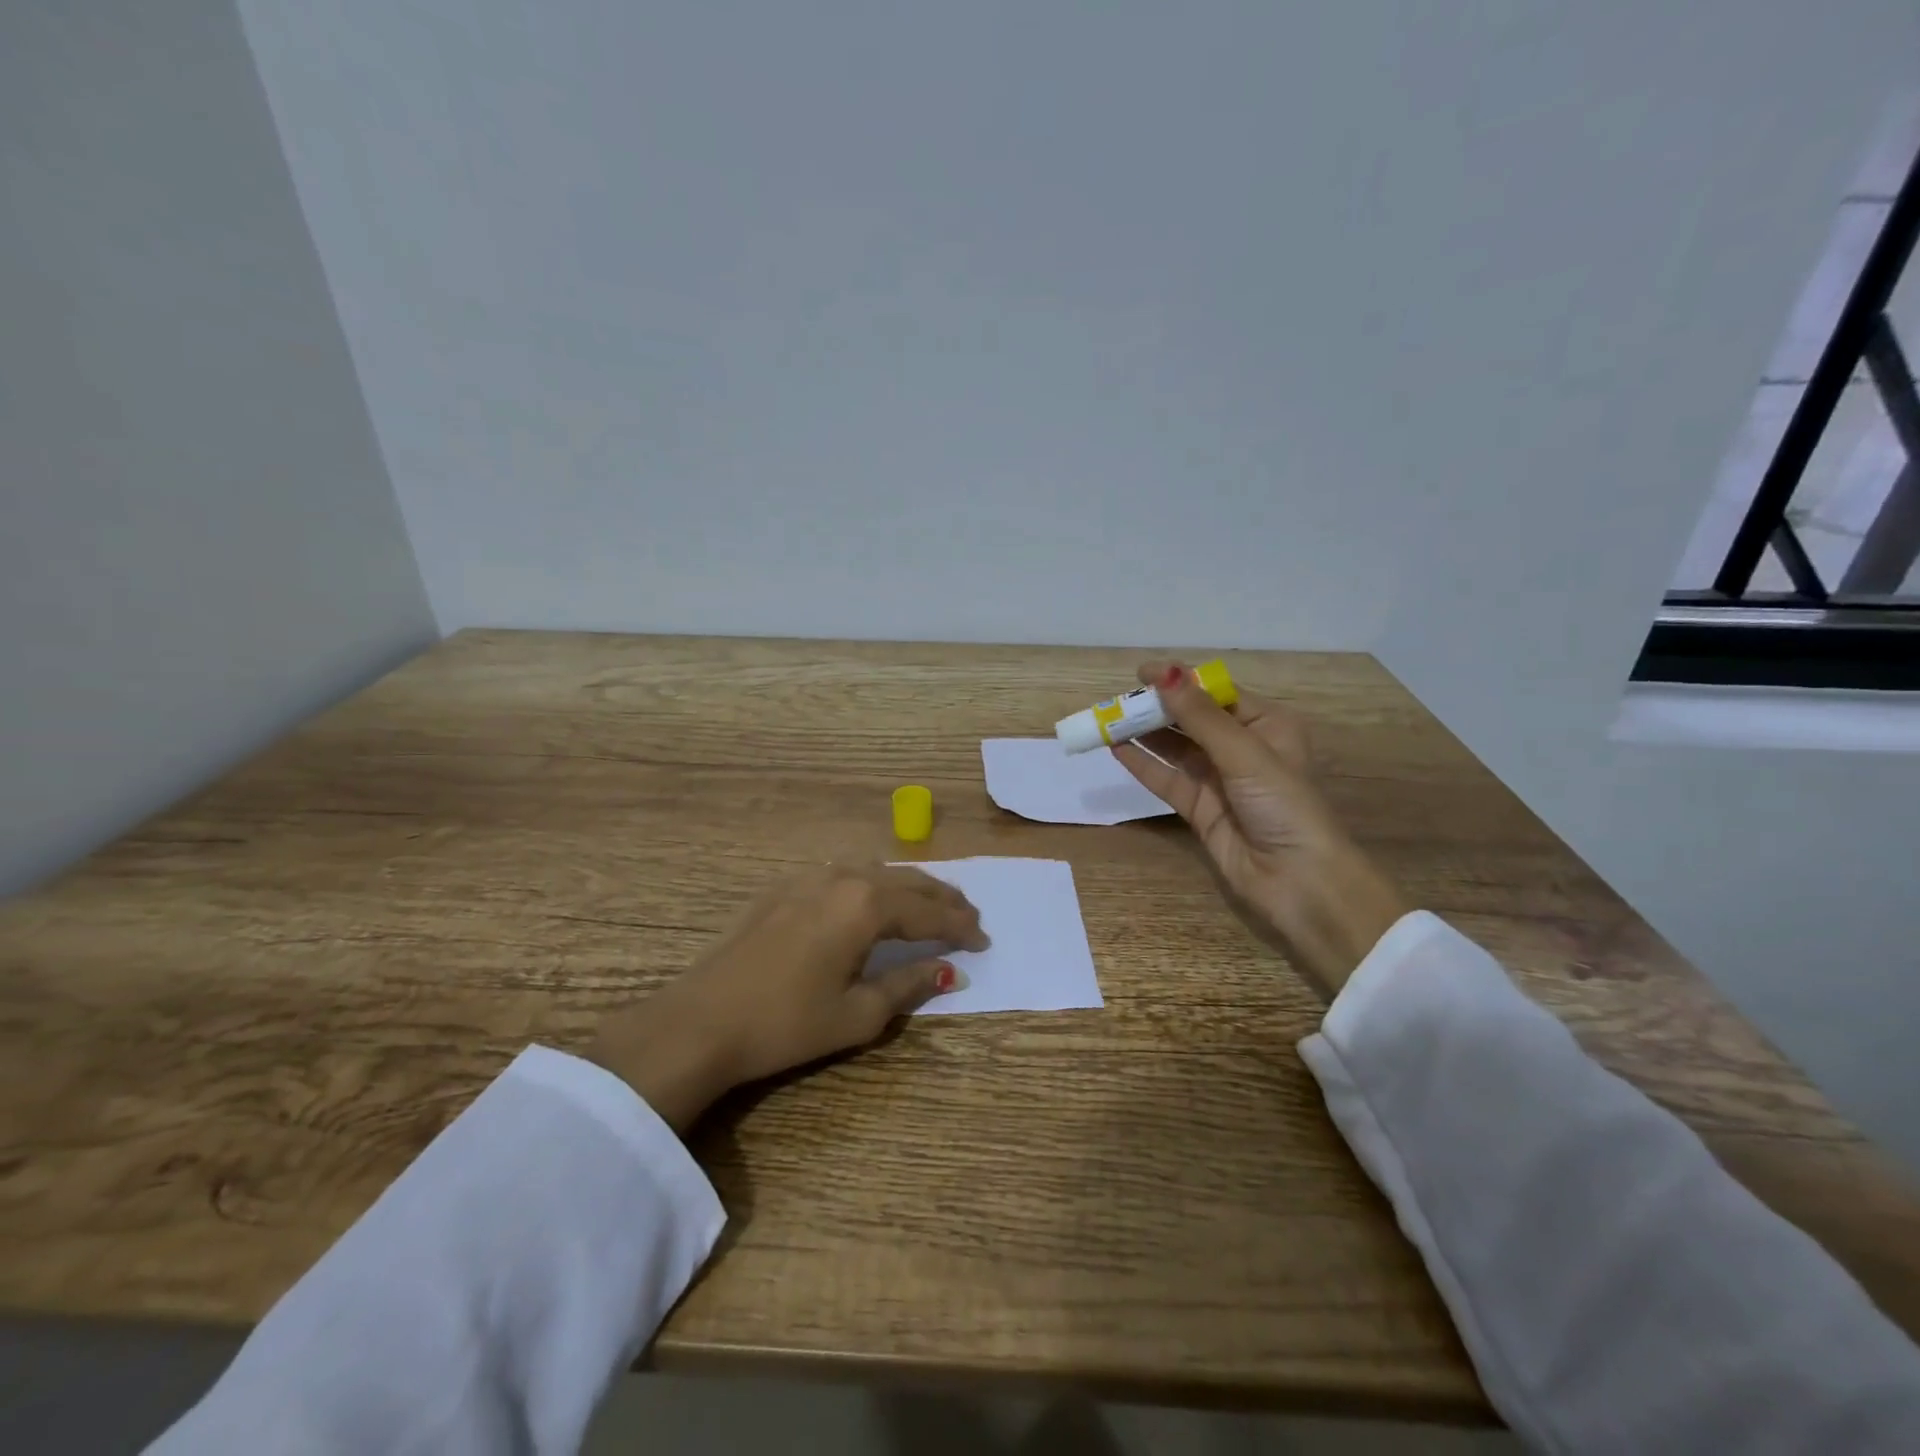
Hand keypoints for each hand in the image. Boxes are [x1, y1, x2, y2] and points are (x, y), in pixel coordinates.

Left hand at [585, 865, 987, 1131]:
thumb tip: (949, 972)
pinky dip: (873, 884)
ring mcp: (809, 877)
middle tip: (969, 917)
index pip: (928, 912)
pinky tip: (873, 898)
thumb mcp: (856, 1015)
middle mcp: (842, 878)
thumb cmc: (785, 1024)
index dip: (960, 927)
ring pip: (875, 871)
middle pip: (906, 882)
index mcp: (865, 905)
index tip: (984, 942)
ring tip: (930, 905)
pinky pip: (845, 873)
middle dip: (942, 900)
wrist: (701, 1020)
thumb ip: (908, 987)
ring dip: (908, 887)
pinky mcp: (784, 887)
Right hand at [1113, 662, 1407, 995]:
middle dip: (1156, 708)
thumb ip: (1200, 716)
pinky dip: (1143, 764)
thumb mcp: (1245, 753)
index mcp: (1267, 725)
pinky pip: (1167, 779)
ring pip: (1175, 748)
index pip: (1216, 694)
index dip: (1179, 681)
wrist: (1299, 882)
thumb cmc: (1284, 806)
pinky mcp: (1201, 809)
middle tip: (1118, 700)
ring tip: (1108, 720)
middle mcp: (1243, 748)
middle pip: (1192, 719)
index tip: (1140, 673)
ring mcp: (1219, 780)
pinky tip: (1116, 749)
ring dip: (1145, 734)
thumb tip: (1164, 674)